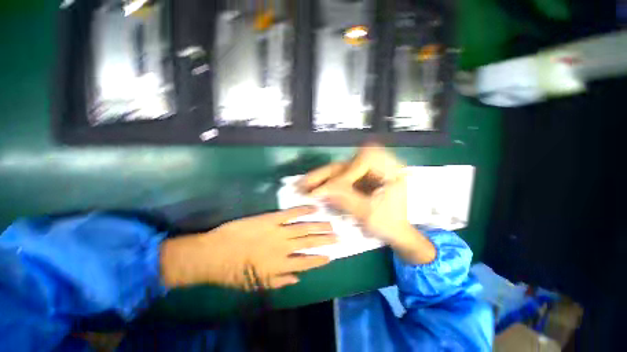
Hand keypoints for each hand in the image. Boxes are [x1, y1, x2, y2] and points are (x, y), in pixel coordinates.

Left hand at [160, 206, 336, 289]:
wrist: (215, 253)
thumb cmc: (234, 271)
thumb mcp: (256, 283)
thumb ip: (279, 281)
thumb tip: (298, 278)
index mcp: (281, 265)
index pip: (306, 262)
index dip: (320, 260)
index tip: (330, 256)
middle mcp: (284, 248)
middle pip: (310, 243)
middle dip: (325, 240)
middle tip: (337, 237)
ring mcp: (279, 231)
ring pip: (305, 228)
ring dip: (319, 226)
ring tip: (330, 224)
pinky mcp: (271, 219)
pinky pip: (291, 213)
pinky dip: (303, 210)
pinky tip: (313, 208)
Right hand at [299, 144, 435, 263]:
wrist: (396, 232)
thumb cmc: (388, 225)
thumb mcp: (368, 214)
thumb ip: (345, 200)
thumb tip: (321, 191)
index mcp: (391, 170)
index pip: (365, 160)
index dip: (346, 173)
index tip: (329, 189)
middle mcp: (378, 165)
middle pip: (348, 162)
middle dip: (325, 173)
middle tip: (306, 182)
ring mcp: (367, 171)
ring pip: (341, 168)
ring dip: (322, 177)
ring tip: (304, 185)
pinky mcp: (359, 178)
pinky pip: (340, 176)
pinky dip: (327, 182)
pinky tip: (314, 187)